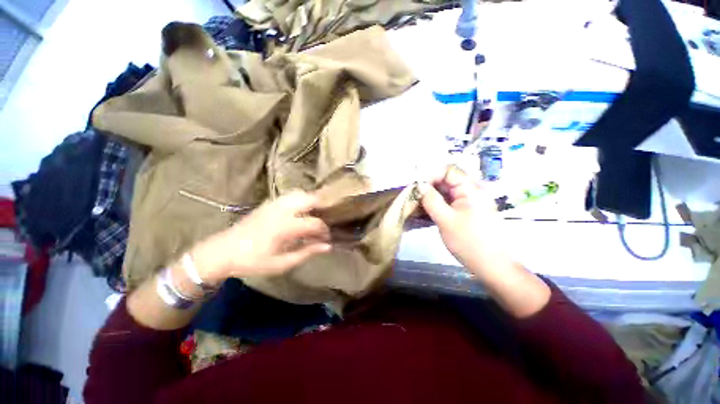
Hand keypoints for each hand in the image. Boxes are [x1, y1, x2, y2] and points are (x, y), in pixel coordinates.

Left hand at [190, 191, 330, 284]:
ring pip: (300, 194)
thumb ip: (306, 253)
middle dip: (321, 208)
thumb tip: (327, 246)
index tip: (325, 239)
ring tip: (312, 216)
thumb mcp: (281, 264)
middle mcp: (282, 210)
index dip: (324, 231)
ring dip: (310, 202)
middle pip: (310, 199)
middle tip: (322, 222)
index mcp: (285, 226)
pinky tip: (298, 212)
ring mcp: (274, 203)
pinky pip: (290, 195)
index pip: (315, 223)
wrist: (222, 251)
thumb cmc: (253, 261)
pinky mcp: (268, 202)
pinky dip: (300, 200)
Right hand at [419, 166, 507, 277]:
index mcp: (471, 189)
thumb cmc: (469, 242)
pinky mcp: (467, 212)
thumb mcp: (446, 220)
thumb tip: (418, 185)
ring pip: (446, 192)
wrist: (492, 266)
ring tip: (416, 206)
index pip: (448, 171)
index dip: (430, 176)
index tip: (416, 188)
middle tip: (413, 198)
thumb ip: (431, 200)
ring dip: (430, 197)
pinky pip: (449, 203)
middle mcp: (472, 191)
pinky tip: (425, 213)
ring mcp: (470, 202)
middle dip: (428, 187)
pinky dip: (436, 206)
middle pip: (446, 181)